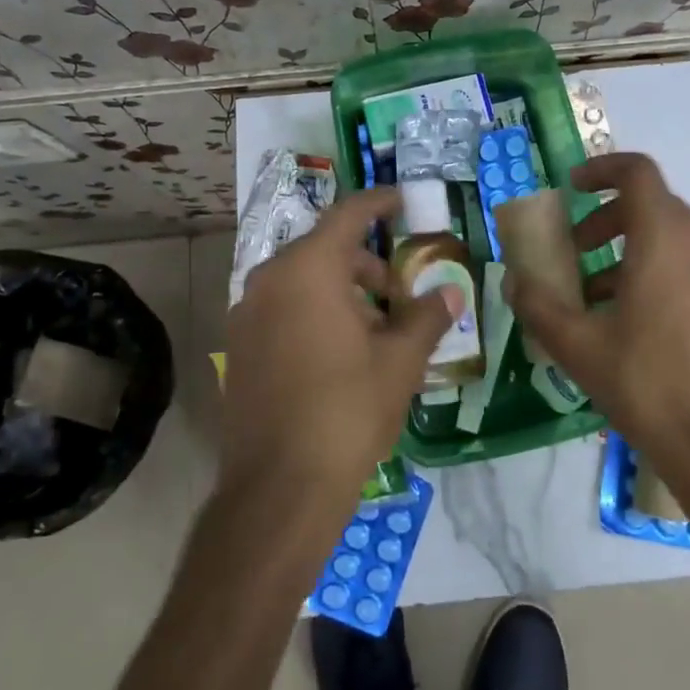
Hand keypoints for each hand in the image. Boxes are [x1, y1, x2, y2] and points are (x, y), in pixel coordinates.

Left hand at [221, 187, 456, 505]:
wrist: (280, 488)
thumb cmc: (347, 411)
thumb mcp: (400, 361)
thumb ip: (427, 317)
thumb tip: (451, 291)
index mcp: (308, 270)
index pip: (348, 215)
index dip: (379, 202)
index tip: (402, 200)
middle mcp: (269, 281)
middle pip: (324, 251)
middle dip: (366, 264)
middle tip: (400, 292)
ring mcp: (246, 315)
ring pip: (302, 282)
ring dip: (341, 292)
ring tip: (375, 330)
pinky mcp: (238, 348)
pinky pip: (282, 310)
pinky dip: (313, 313)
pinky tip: (339, 353)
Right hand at [503, 152, 689, 498]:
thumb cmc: (649, 387)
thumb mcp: (578, 347)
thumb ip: (538, 305)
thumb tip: (513, 280)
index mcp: (665, 238)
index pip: (637, 172)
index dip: (601, 169)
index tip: (572, 188)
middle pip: (652, 206)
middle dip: (606, 220)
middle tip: (574, 252)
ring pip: (673, 240)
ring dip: (630, 252)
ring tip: (597, 298)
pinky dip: (660, 274)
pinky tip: (637, 326)